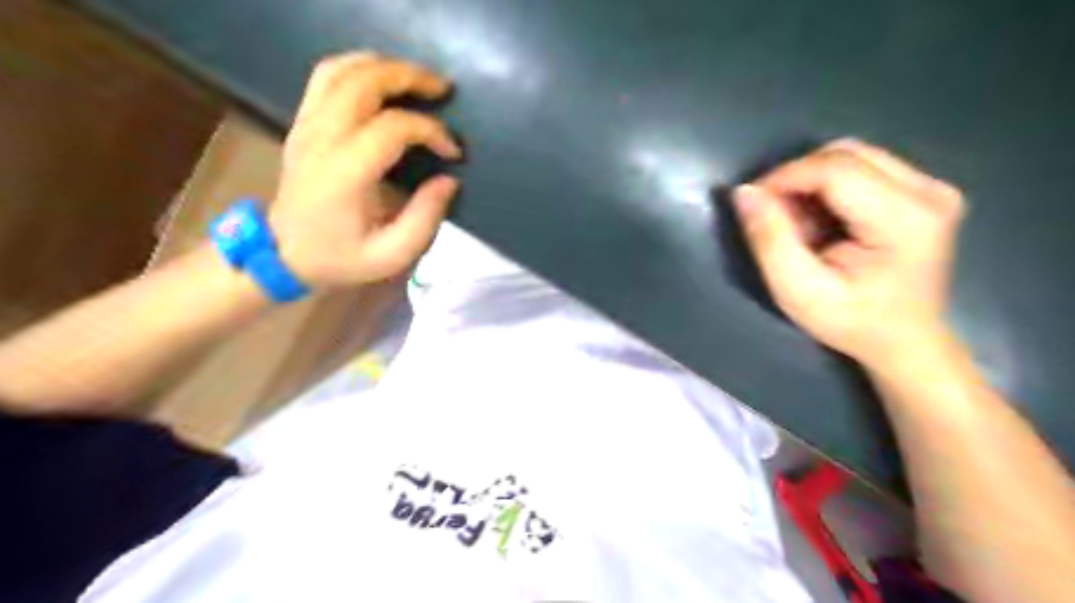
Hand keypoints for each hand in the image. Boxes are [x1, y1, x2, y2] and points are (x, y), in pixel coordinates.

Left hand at [269, 50, 462, 287]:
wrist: (283, 254)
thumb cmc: (340, 258)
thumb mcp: (391, 256)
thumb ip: (425, 219)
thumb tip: (449, 180)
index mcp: (344, 172)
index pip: (392, 127)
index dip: (431, 130)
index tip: (453, 151)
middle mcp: (321, 138)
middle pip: (364, 81)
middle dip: (410, 76)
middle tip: (444, 88)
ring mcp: (306, 125)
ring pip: (341, 69)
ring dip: (384, 66)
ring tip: (417, 80)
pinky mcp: (302, 122)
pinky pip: (327, 77)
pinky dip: (360, 69)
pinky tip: (383, 82)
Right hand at [730, 139, 965, 366]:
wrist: (904, 342)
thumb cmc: (851, 323)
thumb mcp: (797, 291)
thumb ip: (769, 239)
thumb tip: (744, 191)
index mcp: (905, 219)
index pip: (835, 168)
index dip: (784, 176)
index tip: (752, 202)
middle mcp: (929, 192)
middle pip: (845, 154)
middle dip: (797, 177)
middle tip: (774, 216)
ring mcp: (932, 187)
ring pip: (853, 156)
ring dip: (812, 181)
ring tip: (799, 222)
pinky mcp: (924, 191)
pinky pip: (864, 167)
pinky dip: (830, 186)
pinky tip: (823, 220)